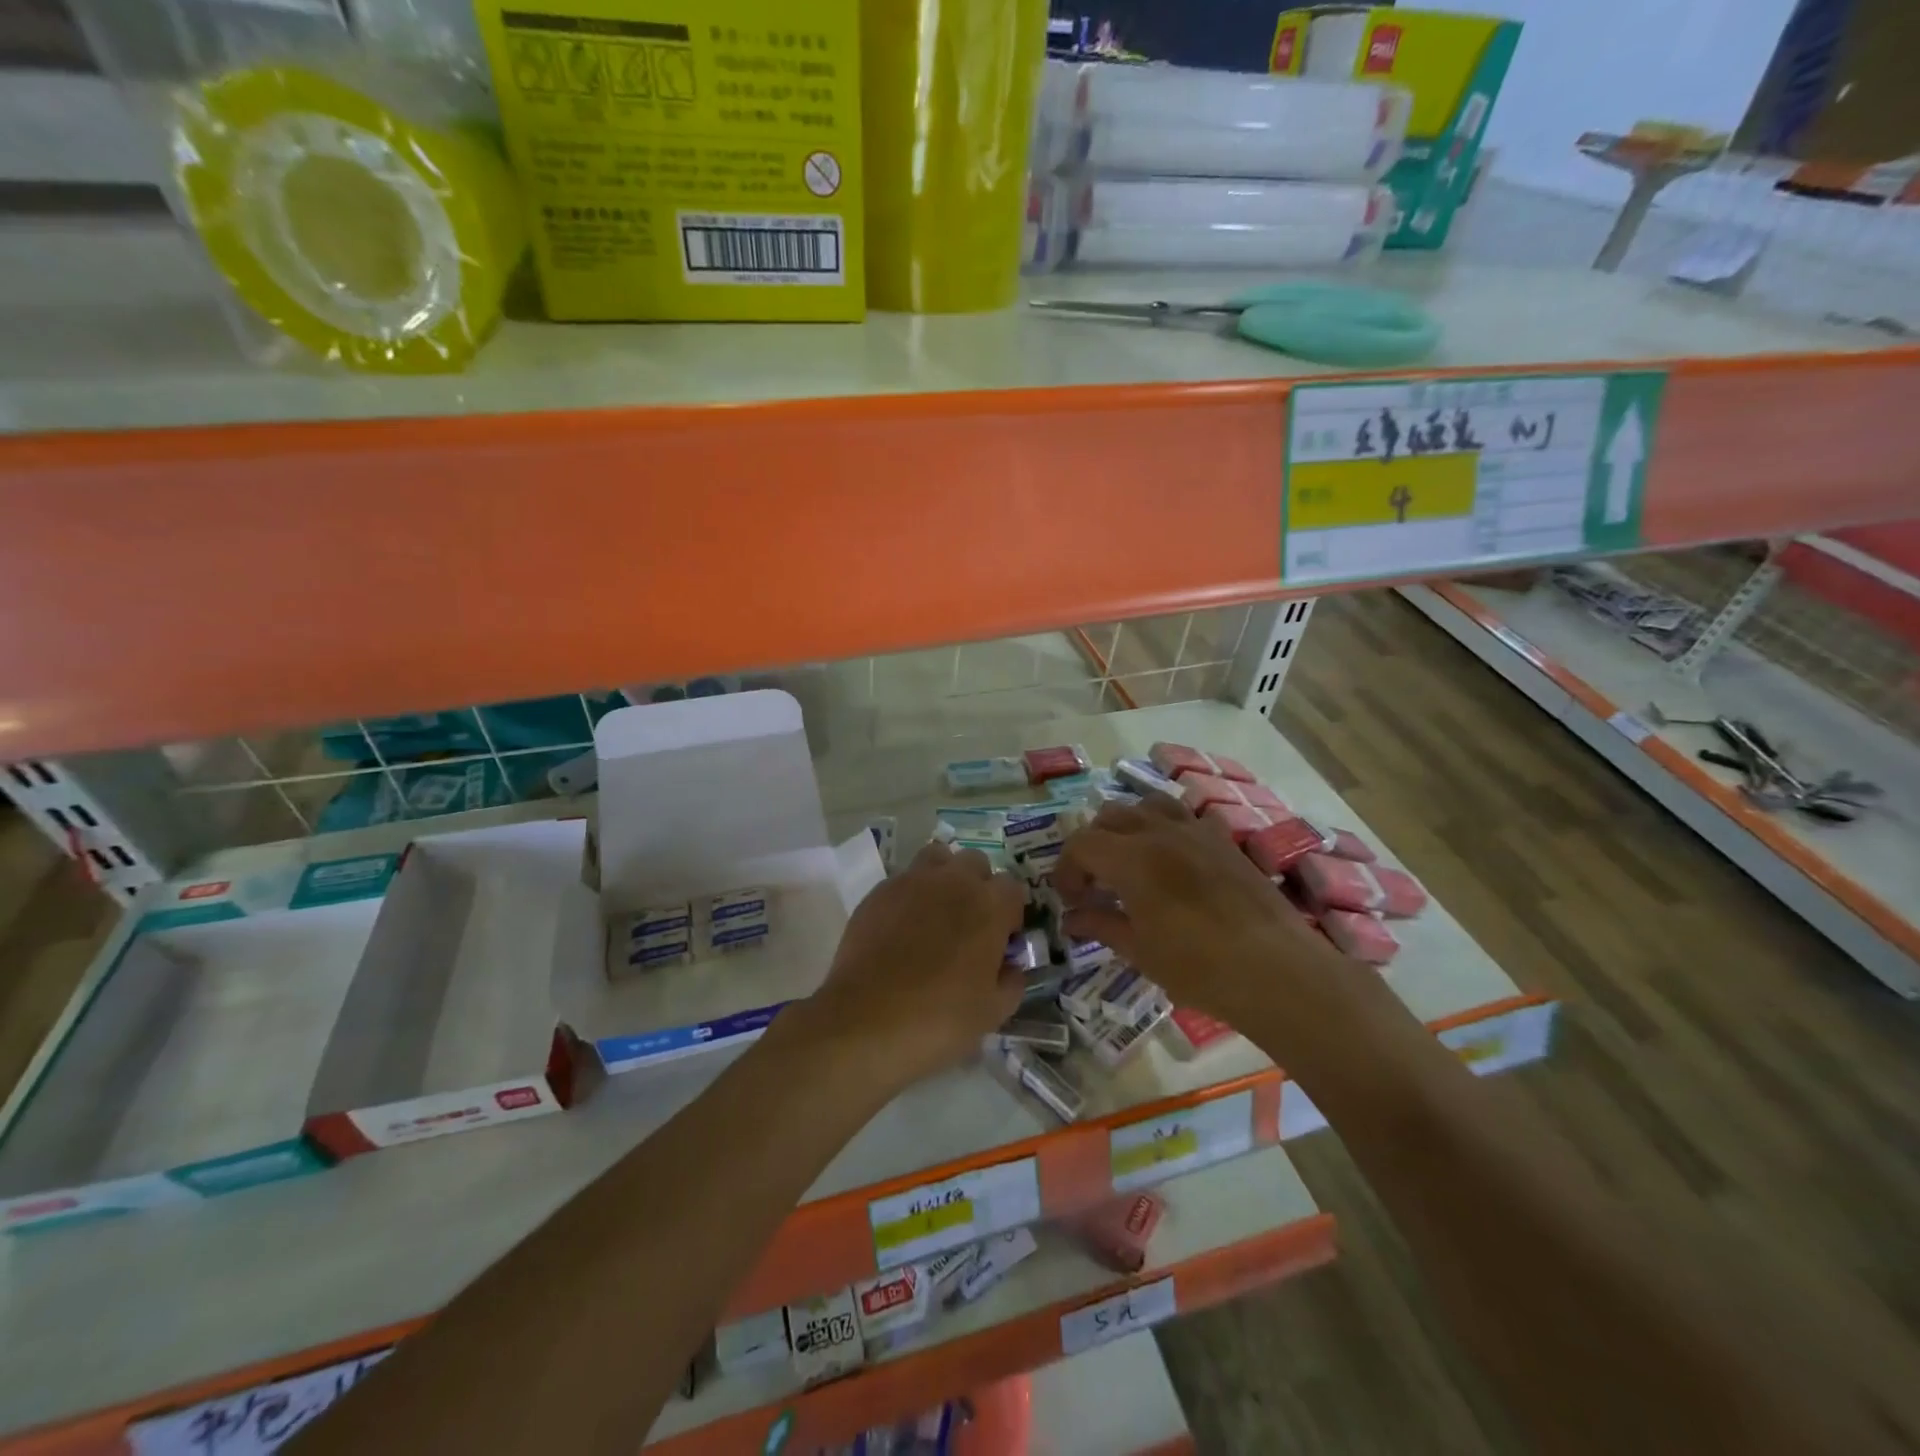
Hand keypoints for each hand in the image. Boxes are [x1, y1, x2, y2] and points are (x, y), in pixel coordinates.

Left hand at [795, 840, 1027, 1094]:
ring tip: (936, 912)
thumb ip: (1012, 982)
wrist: (866, 1020)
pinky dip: (910, 895)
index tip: (1001, 940)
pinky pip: (903, 880)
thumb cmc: (939, 1018)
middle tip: (970, 923)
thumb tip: (1011, 967)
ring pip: (937, 858)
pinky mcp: (879, 891)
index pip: (1012, 888)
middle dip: (978, 885)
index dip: (1010, 913)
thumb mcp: (993, 1012)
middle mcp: (954, 881)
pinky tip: (902, 928)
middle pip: (976, 863)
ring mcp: (912, 881)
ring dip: (944, 876)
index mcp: (989, 905)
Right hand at [1052, 793, 1347, 1045]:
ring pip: (1147, 804)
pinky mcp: (1223, 839)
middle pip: (1110, 816)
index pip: (1081, 844)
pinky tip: (1172, 861)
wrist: (1277, 970)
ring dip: (1128, 826)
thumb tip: (1070, 918)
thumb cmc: (1199, 968)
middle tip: (1095, 882)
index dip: (1066, 869)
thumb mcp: (1140, 951)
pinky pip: (1184, 816)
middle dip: (1093, 845)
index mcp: (1132, 858)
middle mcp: (1160, 831)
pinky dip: (1165, 827)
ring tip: (1130, 860)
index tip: (1069, 899)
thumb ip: (1101, 925)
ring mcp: (1196, 830)